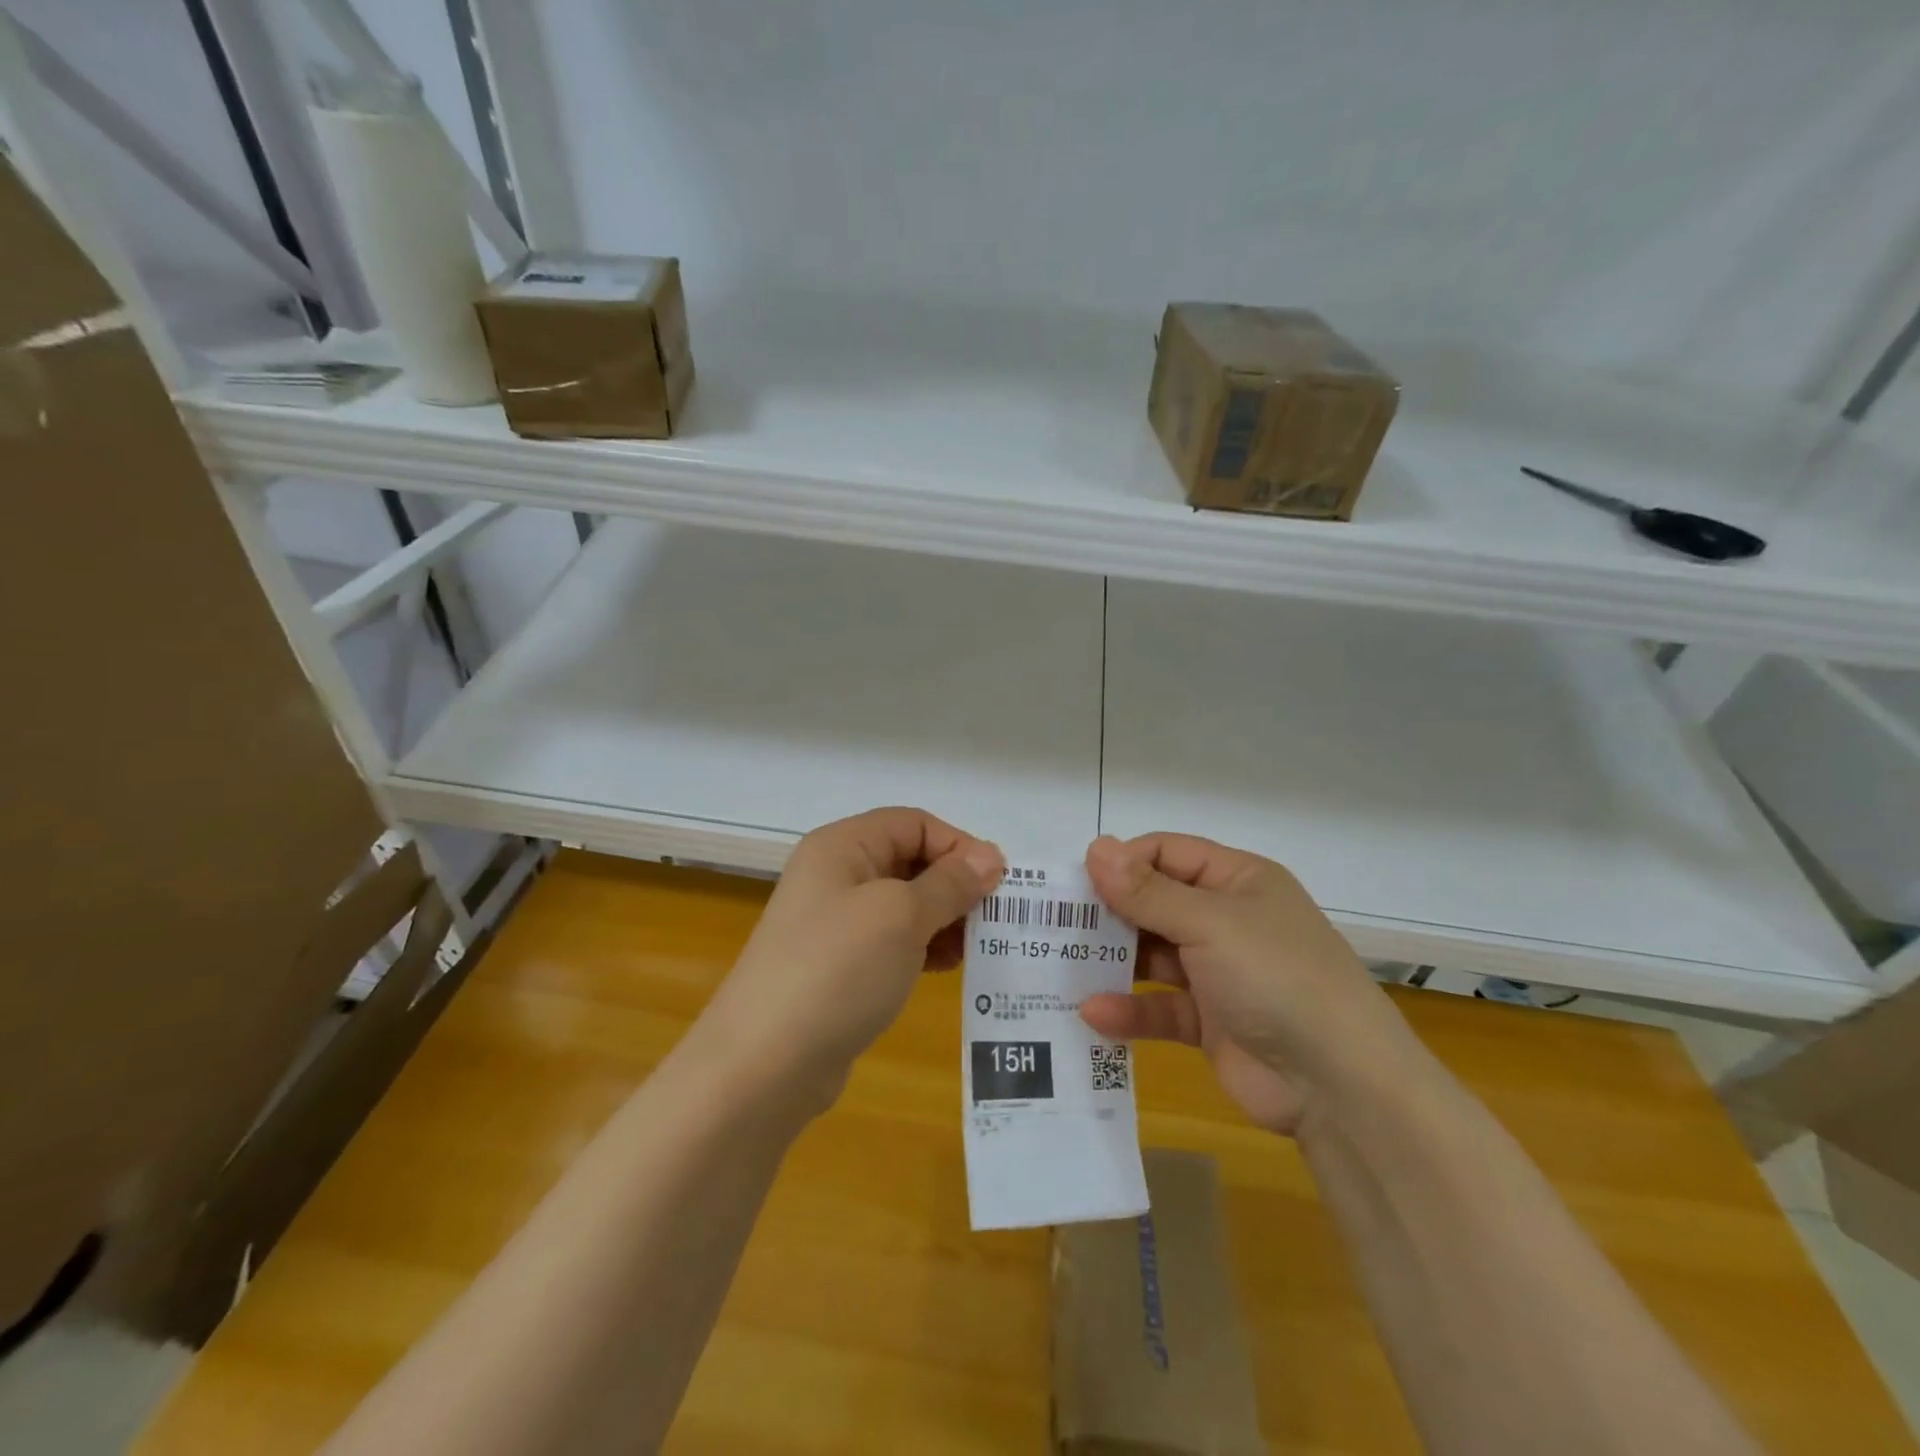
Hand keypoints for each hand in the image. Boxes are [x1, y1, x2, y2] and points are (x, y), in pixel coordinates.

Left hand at [706, 808, 1003, 1110]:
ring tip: (978, 946)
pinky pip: (892, 942)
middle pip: (910, 861)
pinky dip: (924, 948)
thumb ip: (950, 883)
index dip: (959, 845)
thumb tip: (990, 858)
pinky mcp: (839, 967)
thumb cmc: (837, 970)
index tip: (999, 882)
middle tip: (996, 918)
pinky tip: (949, 968)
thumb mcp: (902, 916)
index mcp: (842, 846)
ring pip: (905, 904)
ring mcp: (835, 924)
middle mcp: (836, 876)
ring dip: (944, 918)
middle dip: (955, 884)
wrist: (764, 1064)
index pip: (914, 824)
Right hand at [1079, 833, 1418, 1135]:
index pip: (1168, 853)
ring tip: (1061, 965)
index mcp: (1238, 881)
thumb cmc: (1276, 977)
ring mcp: (1218, 973)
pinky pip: (1160, 1008)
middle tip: (1056, 923)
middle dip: (1110, 912)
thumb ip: (1147, 891)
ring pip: (1153, 956)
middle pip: (1155, 903)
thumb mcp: (1209, 923)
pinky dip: (1130, 1011)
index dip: (1124, 862)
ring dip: (1113, 961)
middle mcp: (1227, 920)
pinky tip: (1093, 1015)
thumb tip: (1096, 847)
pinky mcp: (1209, 1022)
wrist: (1339, 1086)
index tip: (1077, 881)